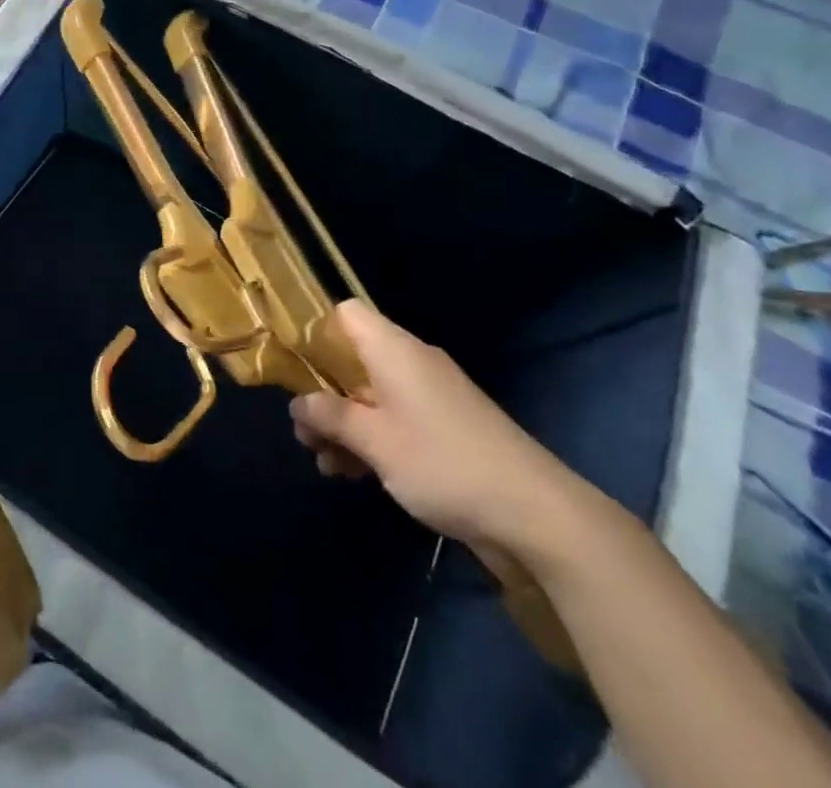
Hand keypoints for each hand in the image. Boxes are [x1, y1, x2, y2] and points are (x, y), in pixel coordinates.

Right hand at [290, 302, 577, 552]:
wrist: (538, 516)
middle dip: (323, 394)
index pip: (344, 314)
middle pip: (352, 359)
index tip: (293, 368)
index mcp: (393, 349)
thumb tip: (297, 403)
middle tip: (304, 434)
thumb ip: (328, 416)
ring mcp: (432, 397)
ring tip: (326, 466)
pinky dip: (372, 440)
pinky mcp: (447, 430)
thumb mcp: (373, 441)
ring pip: (370, 395)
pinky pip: (395, 420)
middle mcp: (412, 363)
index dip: (314, 332)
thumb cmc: (443, 463)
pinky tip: (356, 476)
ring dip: (344, 425)